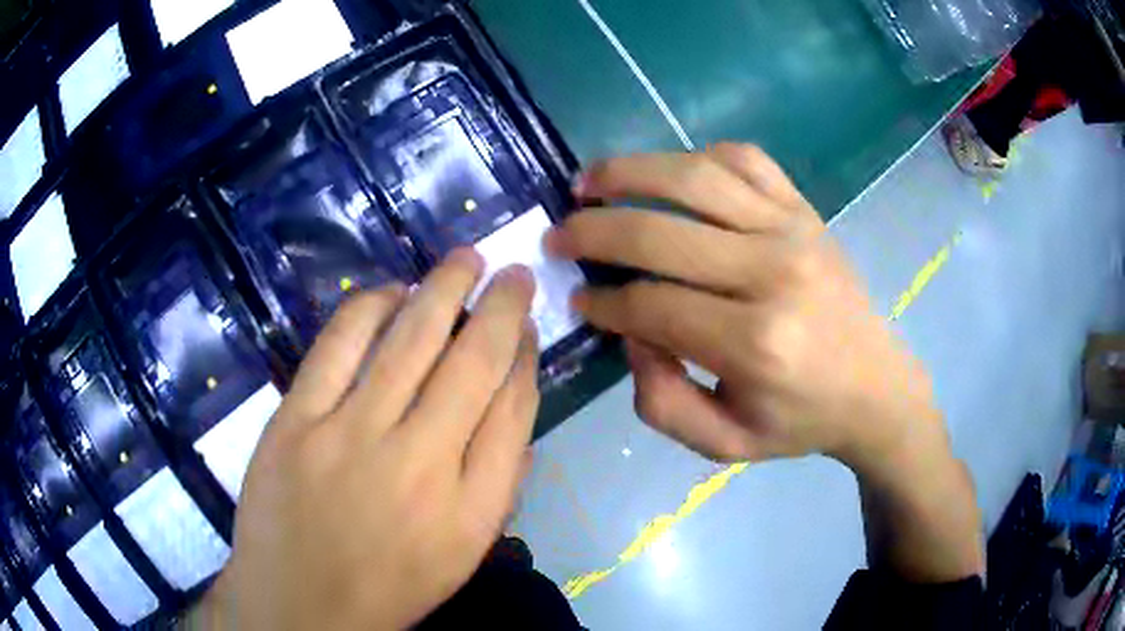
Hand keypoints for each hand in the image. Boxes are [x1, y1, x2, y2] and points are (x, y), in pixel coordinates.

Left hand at [198, 250, 539, 629]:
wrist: (299, 607)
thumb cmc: (388, 588)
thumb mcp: (462, 555)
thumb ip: (498, 486)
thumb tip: (515, 412)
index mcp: (470, 506)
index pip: (513, 409)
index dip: (526, 356)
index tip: (528, 326)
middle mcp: (418, 461)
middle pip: (472, 362)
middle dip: (501, 307)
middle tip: (513, 271)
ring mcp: (349, 435)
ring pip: (409, 339)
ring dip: (443, 288)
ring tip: (465, 259)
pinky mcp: (295, 421)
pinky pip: (339, 345)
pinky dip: (370, 307)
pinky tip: (391, 293)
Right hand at [545, 144, 946, 473]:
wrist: (875, 386)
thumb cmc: (801, 420)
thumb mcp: (725, 443)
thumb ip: (662, 402)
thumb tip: (632, 335)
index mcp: (755, 343)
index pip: (651, 305)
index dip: (603, 302)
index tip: (579, 300)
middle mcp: (772, 272)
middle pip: (660, 233)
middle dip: (593, 232)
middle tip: (558, 237)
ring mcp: (792, 229)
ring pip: (695, 177)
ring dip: (629, 172)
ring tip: (589, 182)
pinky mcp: (805, 209)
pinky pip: (745, 160)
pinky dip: (698, 157)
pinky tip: (672, 175)